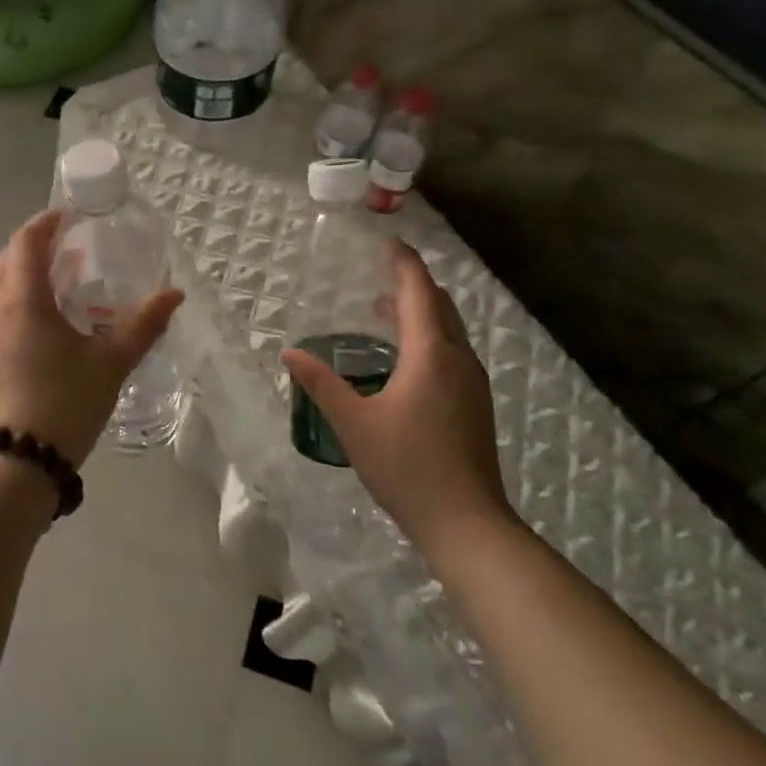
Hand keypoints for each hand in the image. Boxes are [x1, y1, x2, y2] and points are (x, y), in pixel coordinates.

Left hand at [0, 209, 183, 465]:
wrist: (15, 464)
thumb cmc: (64, 403)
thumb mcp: (111, 362)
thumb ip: (144, 324)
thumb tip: (175, 294)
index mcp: (22, 299)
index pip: (26, 241)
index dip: (46, 222)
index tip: (71, 214)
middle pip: (8, 258)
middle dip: (36, 244)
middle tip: (72, 244)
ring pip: (0, 284)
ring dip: (26, 271)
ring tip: (64, 279)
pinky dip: (20, 297)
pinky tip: (49, 319)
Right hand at [281, 240, 510, 549]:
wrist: (467, 522)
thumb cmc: (407, 467)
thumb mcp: (354, 424)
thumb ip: (321, 384)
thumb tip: (290, 352)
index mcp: (431, 355)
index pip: (419, 293)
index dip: (405, 264)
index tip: (389, 242)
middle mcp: (457, 359)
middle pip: (440, 306)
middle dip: (413, 284)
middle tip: (382, 272)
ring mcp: (472, 383)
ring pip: (449, 330)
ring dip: (421, 311)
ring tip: (386, 310)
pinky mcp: (475, 404)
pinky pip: (452, 351)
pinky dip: (430, 336)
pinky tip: (406, 359)